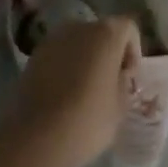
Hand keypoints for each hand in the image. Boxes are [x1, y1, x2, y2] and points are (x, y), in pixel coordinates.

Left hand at [1, 18, 141, 166]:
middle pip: (102, 33)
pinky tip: (65, 94)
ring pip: (79, 43)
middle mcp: (79, 27)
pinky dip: (66, 67)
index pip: (129, 29)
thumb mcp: (120, 106)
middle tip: (110, 84)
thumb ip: (124, 82)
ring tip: (86, 90)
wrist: (34, 139)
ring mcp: (52, 40)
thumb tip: (119, 75)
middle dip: (109, 54)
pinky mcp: (33, 56)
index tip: (128, 79)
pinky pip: (59, 55)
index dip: (133, 52)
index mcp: (106, 34)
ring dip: (87, 60)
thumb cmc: (87, 120)